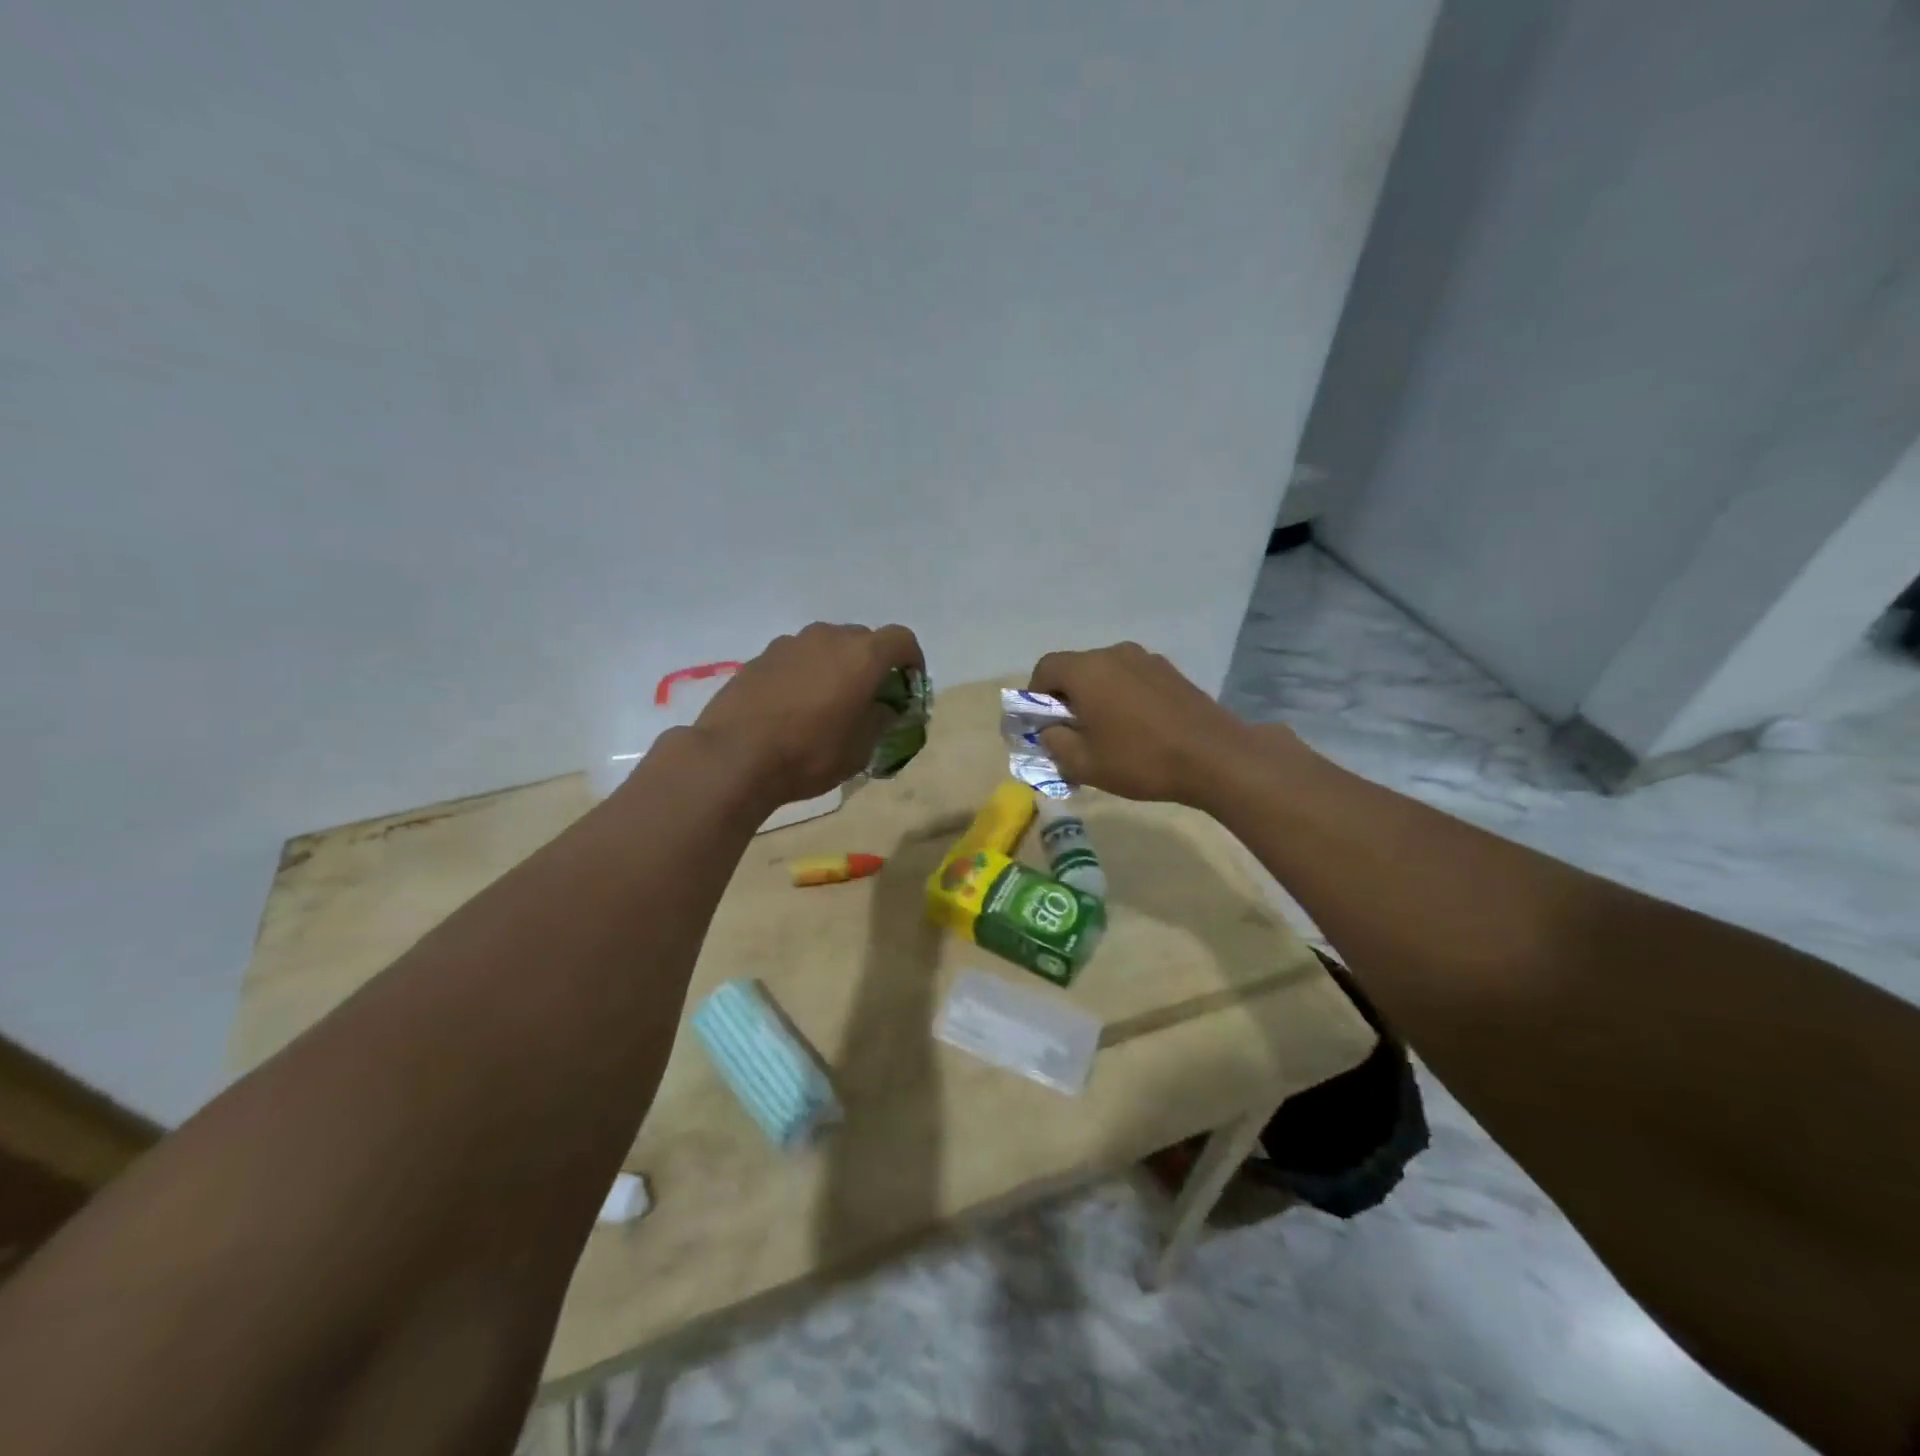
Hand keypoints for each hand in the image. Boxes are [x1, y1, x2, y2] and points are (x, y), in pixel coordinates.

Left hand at [692, 622, 924, 806]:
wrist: (733, 756)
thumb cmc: (809, 754)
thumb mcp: (860, 749)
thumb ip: (881, 720)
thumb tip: (884, 707)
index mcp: (861, 655)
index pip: (902, 639)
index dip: (912, 660)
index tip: (909, 686)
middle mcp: (827, 638)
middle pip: (863, 639)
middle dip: (873, 664)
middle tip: (869, 698)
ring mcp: (790, 644)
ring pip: (826, 646)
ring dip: (836, 666)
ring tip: (829, 703)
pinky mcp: (760, 657)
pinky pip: (796, 658)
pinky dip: (806, 674)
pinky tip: (794, 707)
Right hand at [1027, 642, 1275, 808]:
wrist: (1215, 758)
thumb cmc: (1140, 760)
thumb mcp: (1082, 763)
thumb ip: (1054, 742)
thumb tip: (1050, 730)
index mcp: (1087, 670)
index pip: (1045, 668)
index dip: (1035, 696)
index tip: (1043, 725)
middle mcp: (1114, 654)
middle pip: (1076, 669)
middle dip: (1067, 698)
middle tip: (1073, 733)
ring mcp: (1147, 660)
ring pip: (1106, 674)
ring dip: (1097, 697)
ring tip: (1109, 733)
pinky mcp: (1171, 672)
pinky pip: (1133, 679)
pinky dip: (1124, 697)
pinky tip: (1139, 729)